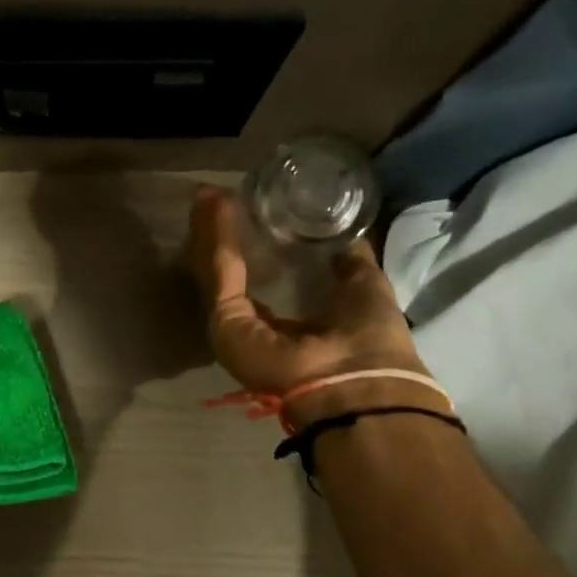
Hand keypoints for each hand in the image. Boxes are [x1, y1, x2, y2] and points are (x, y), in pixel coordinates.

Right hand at [186, 187, 430, 423]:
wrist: (358, 380)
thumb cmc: (369, 340)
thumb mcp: (363, 288)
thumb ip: (349, 265)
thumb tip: (343, 241)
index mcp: (286, 328)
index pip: (259, 284)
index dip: (254, 248)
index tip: (250, 215)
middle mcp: (255, 331)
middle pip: (232, 277)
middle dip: (223, 238)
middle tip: (214, 199)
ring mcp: (235, 328)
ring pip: (219, 272)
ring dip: (212, 232)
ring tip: (207, 195)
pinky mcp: (226, 321)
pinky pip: (221, 272)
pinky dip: (217, 237)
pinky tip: (214, 204)